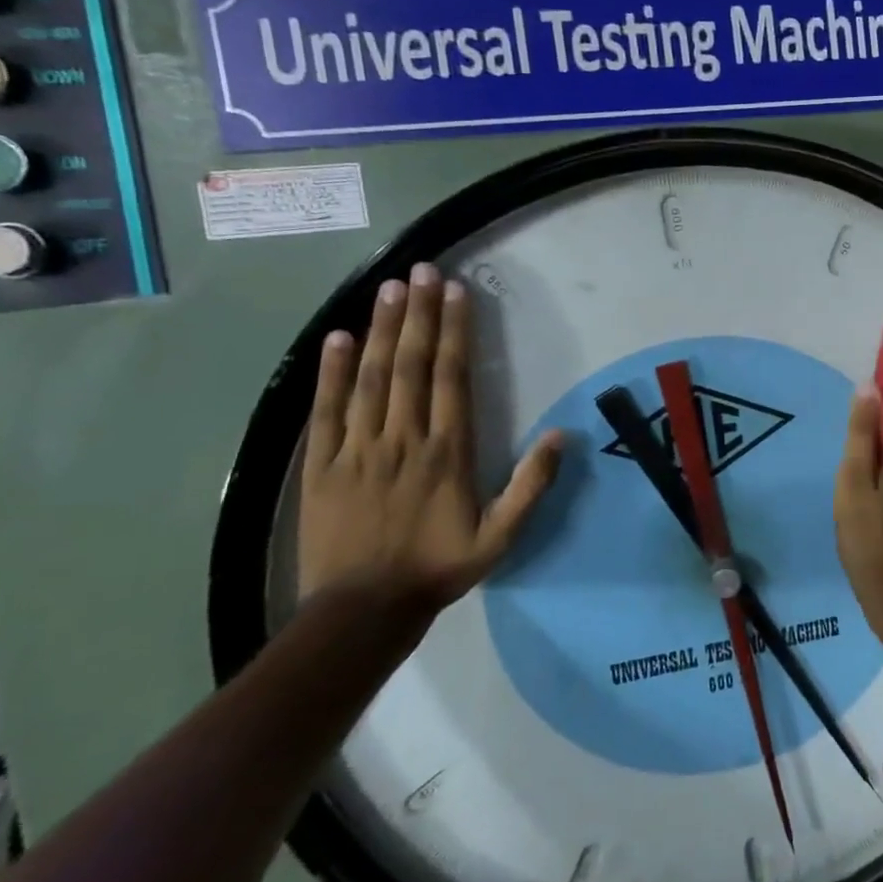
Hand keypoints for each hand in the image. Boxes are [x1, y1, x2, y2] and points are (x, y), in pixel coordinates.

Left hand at [297, 262, 562, 615]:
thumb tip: (562, 435)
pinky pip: (326, 410)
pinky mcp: (321, 465)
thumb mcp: (501, 537)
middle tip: (420, 271)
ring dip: (381, 329)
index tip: (456, 292)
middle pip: (411, 365)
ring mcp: (357, 448)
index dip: (455, 331)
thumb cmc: (438, 568)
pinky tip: (337, 337)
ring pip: (371, 378)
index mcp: (447, 452)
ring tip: (389, 289)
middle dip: (418, 314)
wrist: (363, 610)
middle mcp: (403, 438)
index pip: (452, 377)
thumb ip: (532, 486)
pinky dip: (332, 372)